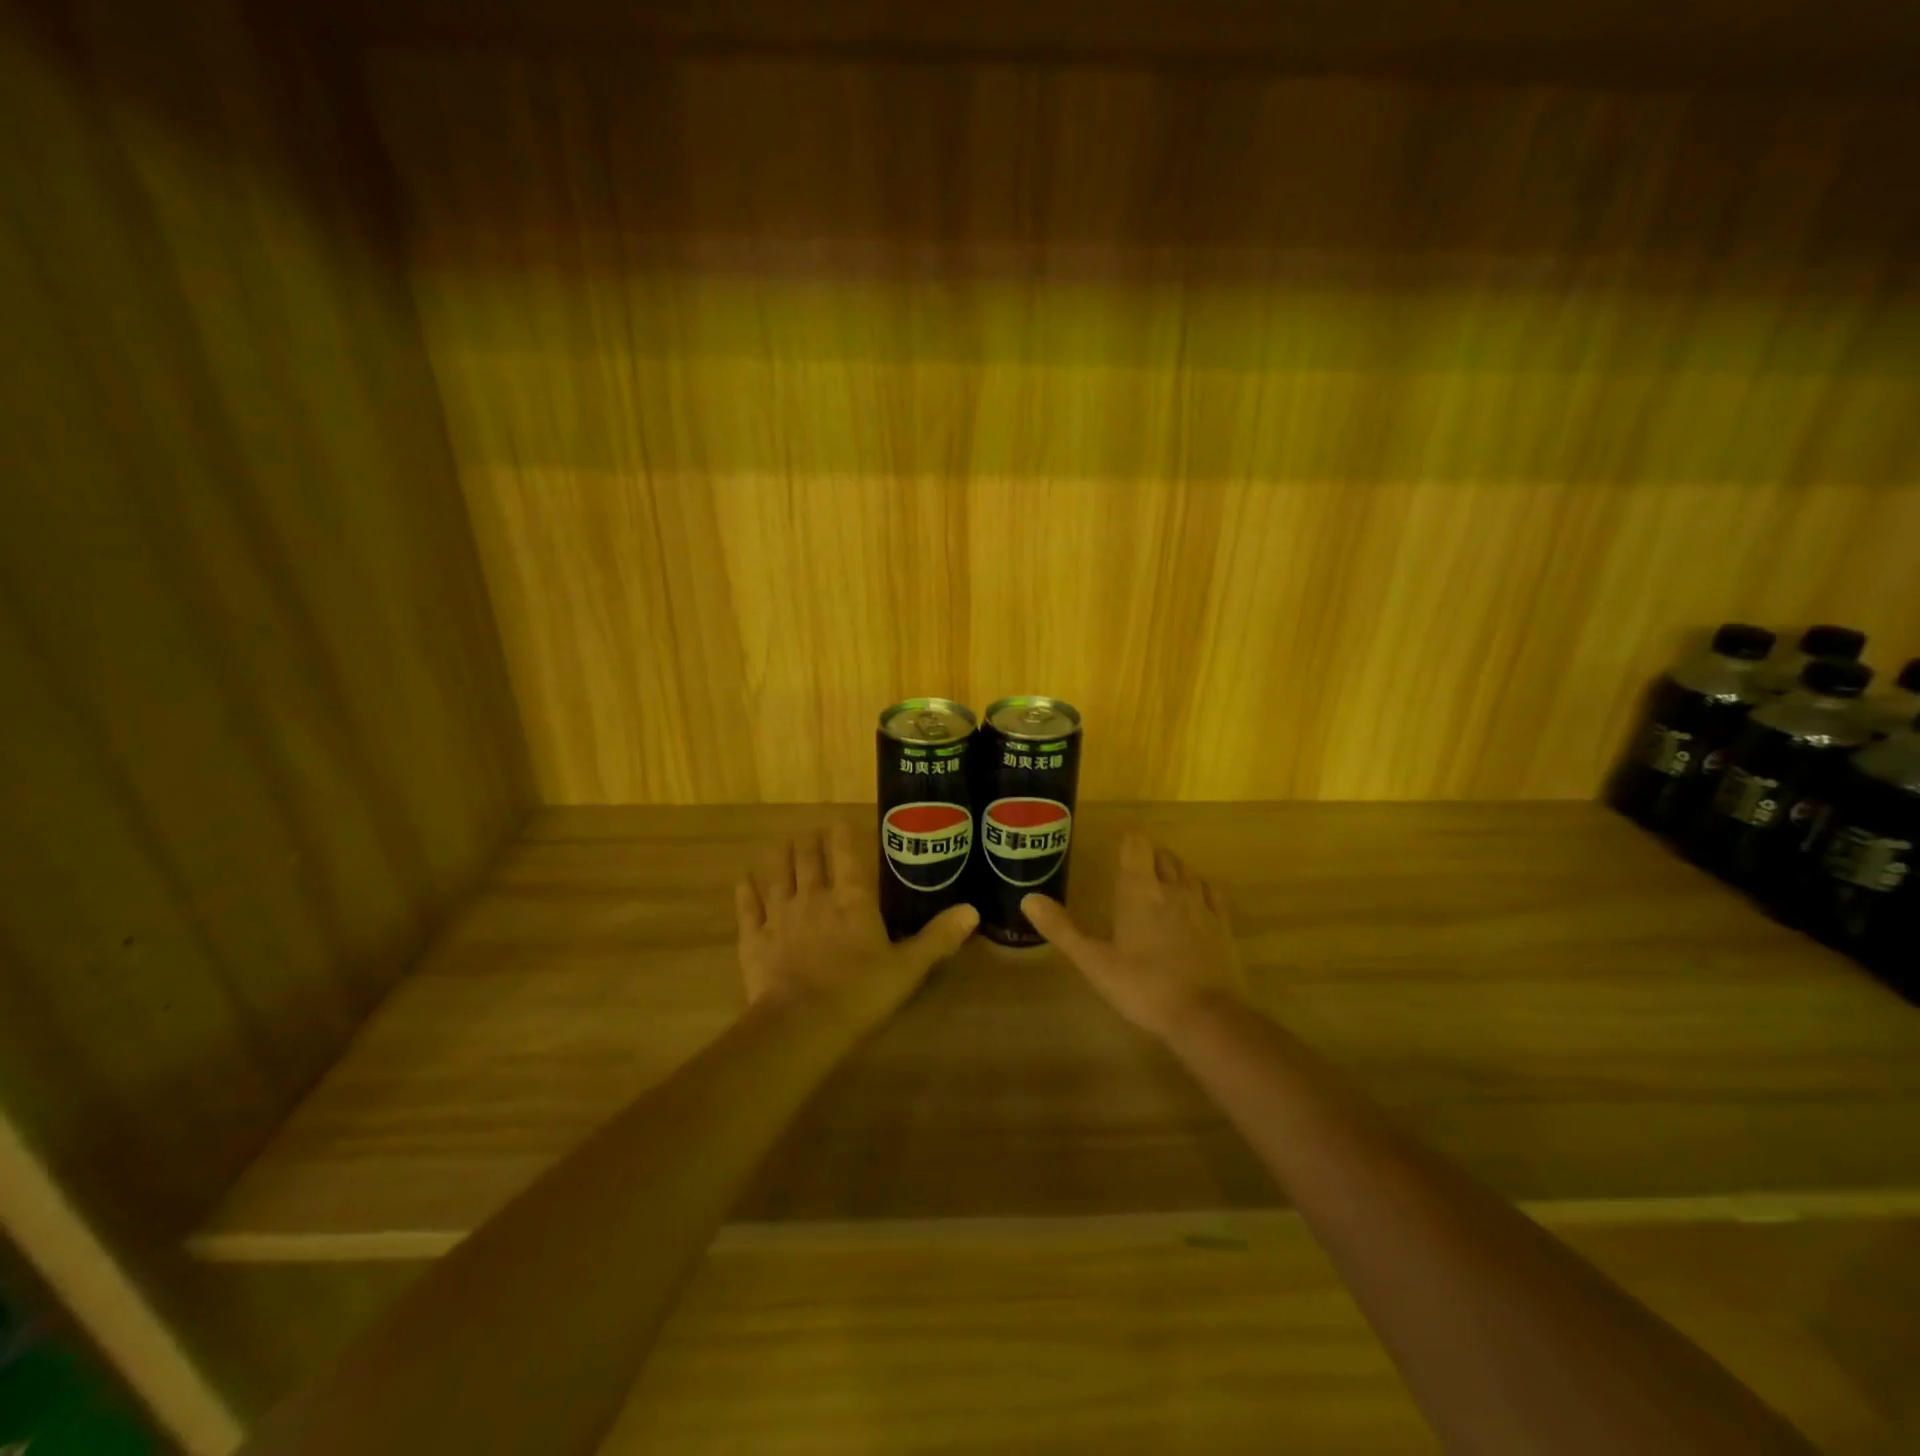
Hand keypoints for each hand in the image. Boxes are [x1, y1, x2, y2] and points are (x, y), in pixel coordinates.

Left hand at [736, 823, 977, 1038]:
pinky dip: (746, 891)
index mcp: (852, 900)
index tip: (840, 821)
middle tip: (811, 834)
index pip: (847, 855)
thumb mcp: (908, 968)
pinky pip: (748, 907)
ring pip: (778, 875)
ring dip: (780, 857)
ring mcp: (780, 916)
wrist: (803, 1025)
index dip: (843, 835)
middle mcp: (814, 897)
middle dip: (810, 843)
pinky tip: (744, 879)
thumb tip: (972, 910)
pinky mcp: (754, 939)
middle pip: (809, 859)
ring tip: (782, 844)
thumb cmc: (861, 993)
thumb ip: (938, 937)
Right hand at [1023, 831, 1247, 1039]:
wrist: (1206, 1016)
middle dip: (1147, 856)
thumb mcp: (1094, 961)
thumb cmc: (1143, 986)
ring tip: (1159, 883)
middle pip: (1162, 854)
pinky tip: (1193, 900)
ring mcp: (1202, 905)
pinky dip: (1198, 888)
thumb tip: (1029, 898)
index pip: (1136, 844)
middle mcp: (1172, 888)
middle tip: (1131, 871)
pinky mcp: (1222, 924)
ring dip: (1172, 870)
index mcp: (1139, 890)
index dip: (1127, 840)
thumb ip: (1062, 928)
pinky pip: (1210, 891)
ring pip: (1187, 871)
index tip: (1116, 849)